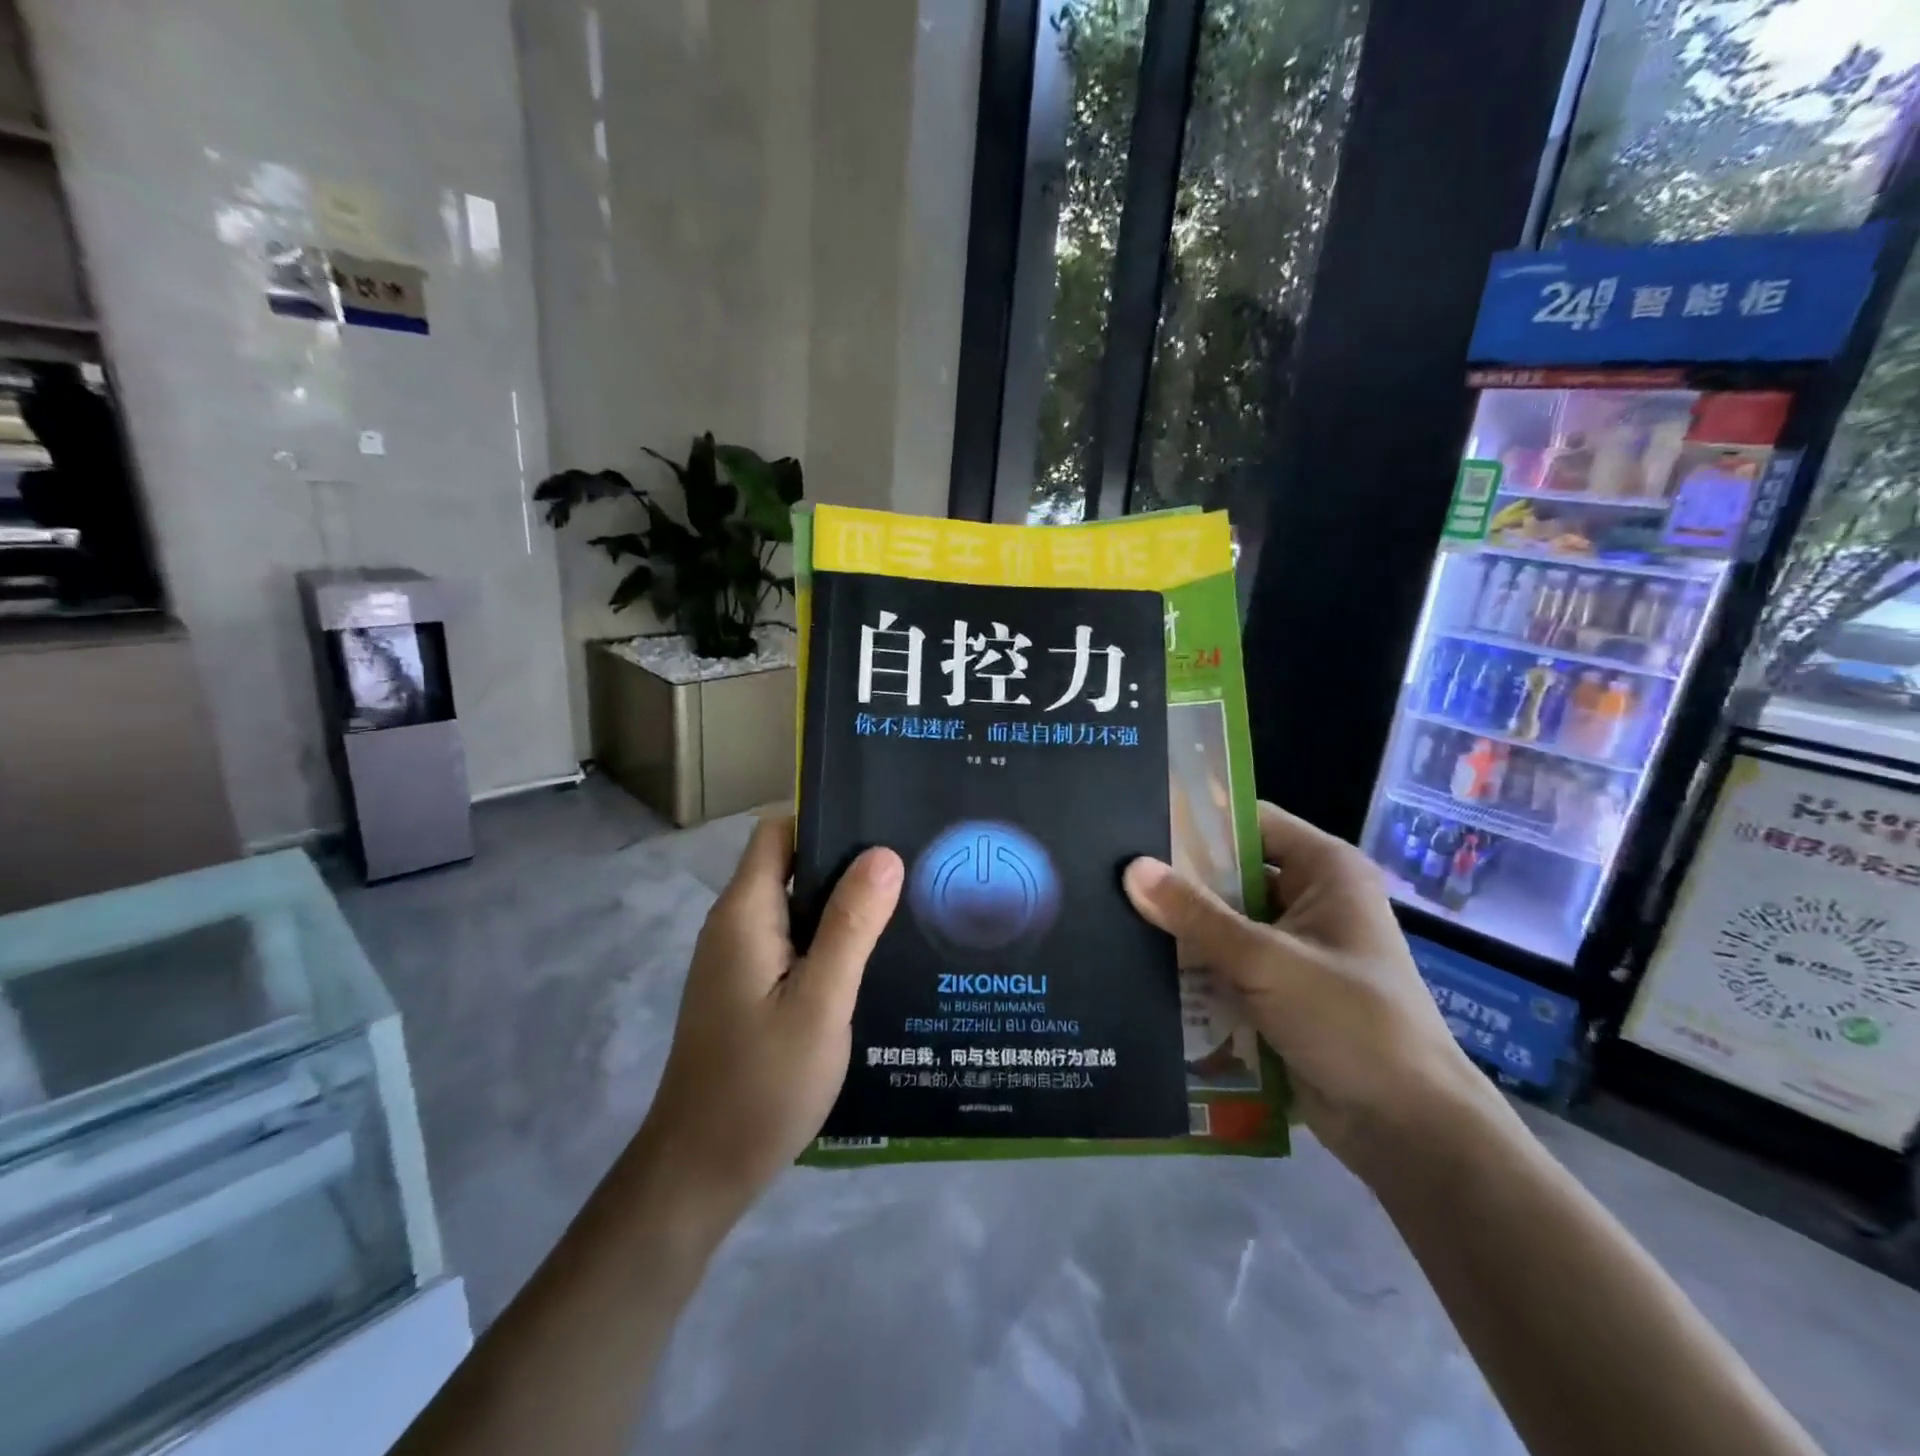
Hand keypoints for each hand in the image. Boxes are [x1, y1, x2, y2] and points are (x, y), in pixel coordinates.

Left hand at [635, 815, 902, 1224]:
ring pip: (795, 908)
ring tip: (905, 907)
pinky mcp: (748, 991)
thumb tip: (884, 854)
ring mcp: (739, 961)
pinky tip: (873, 960)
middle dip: (846, 863)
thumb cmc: (761, 1083)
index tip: (882, 827)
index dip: (825, 820)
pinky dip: (829, 941)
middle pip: (790, 866)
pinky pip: (793, 944)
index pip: (778, 832)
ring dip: (842, 905)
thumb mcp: (820, 1002)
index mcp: (745, 914)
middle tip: (912, 869)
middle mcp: (736, 926)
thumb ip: (851, 926)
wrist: (700, 1172)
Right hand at [1124, 801, 1486, 1172]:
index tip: (1138, 821)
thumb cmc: (1350, 1022)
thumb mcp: (1267, 960)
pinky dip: (1195, 965)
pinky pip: (1227, 963)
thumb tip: (1131, 869)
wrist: (1407, 1129)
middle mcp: (1311, 898)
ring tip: (1114, 913)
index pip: (1251, 821)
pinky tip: (1142, 963)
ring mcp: (1295, 947)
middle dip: (1179, 878)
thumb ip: (1197, 915)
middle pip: (1232, 872)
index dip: (1199, 818)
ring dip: (1182, 927)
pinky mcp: (1280, 989)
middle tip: (1112, 871)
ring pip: (1225, 921)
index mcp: (1325, 870)